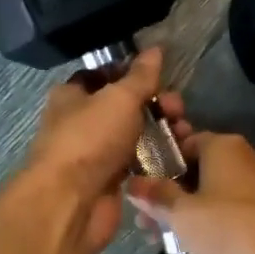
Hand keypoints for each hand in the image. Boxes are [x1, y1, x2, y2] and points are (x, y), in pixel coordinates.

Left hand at [23, 48, 185, 253]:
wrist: (70, 204)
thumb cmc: (89, 139)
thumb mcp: (119, 98)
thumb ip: (141, 76)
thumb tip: (155, 50)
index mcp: (72, 96)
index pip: (105, 75)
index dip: (133, 73)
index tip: (162, 76)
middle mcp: (81, 122)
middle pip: (125, 106)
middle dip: (156, 104)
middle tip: (178, 109)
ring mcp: (95, 153)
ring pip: (134, 135)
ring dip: (161, 132)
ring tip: (185, 134)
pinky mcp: (109, 181)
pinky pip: (137, 163)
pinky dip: (156, 159)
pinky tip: (178, 156)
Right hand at [124, 131, 254, 253]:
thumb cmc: (228, 226)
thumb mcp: (182, 213)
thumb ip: (156, 196)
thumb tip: (132, 183)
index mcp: (221, 146)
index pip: (183, 142)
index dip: (158, 161)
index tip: (138, 185)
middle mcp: (241, 160)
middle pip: (195, 171)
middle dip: (167, 195)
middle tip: (142, 220)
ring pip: (210, 195)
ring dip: (184, 214)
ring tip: (157, 238)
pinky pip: (227, 214)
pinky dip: (208, 226)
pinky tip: (190, 247)